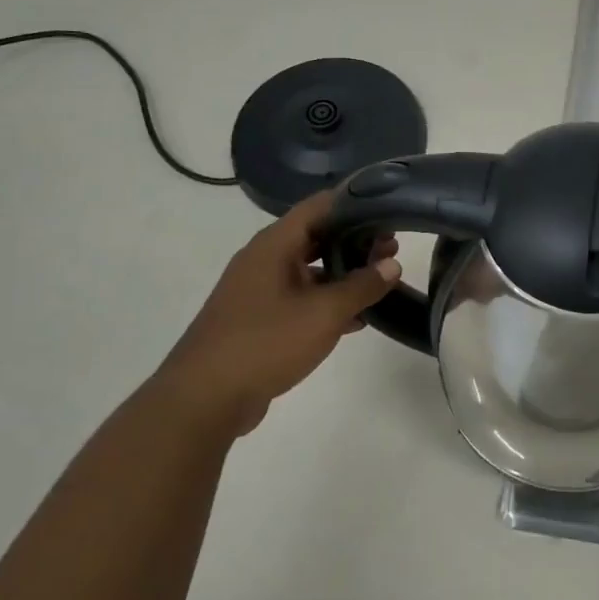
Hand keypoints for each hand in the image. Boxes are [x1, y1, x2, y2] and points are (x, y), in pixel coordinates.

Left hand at [152, 190, 401, 439]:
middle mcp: (265, 259)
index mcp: (275, 245)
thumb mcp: (324, 313)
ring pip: (310, 269)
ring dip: (344, 273)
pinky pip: (301, 298)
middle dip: (355, 240)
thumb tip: (391, 265)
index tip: (388, 208)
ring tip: (382, 280)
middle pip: (317, 236)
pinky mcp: (259, 318)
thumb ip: (362, 286)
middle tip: (393, 248)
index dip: (355, 202)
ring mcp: (259, 289)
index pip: (319, 206)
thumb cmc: (266, 342)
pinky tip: (357, 319)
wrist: (205, 398)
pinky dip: (328, 300)